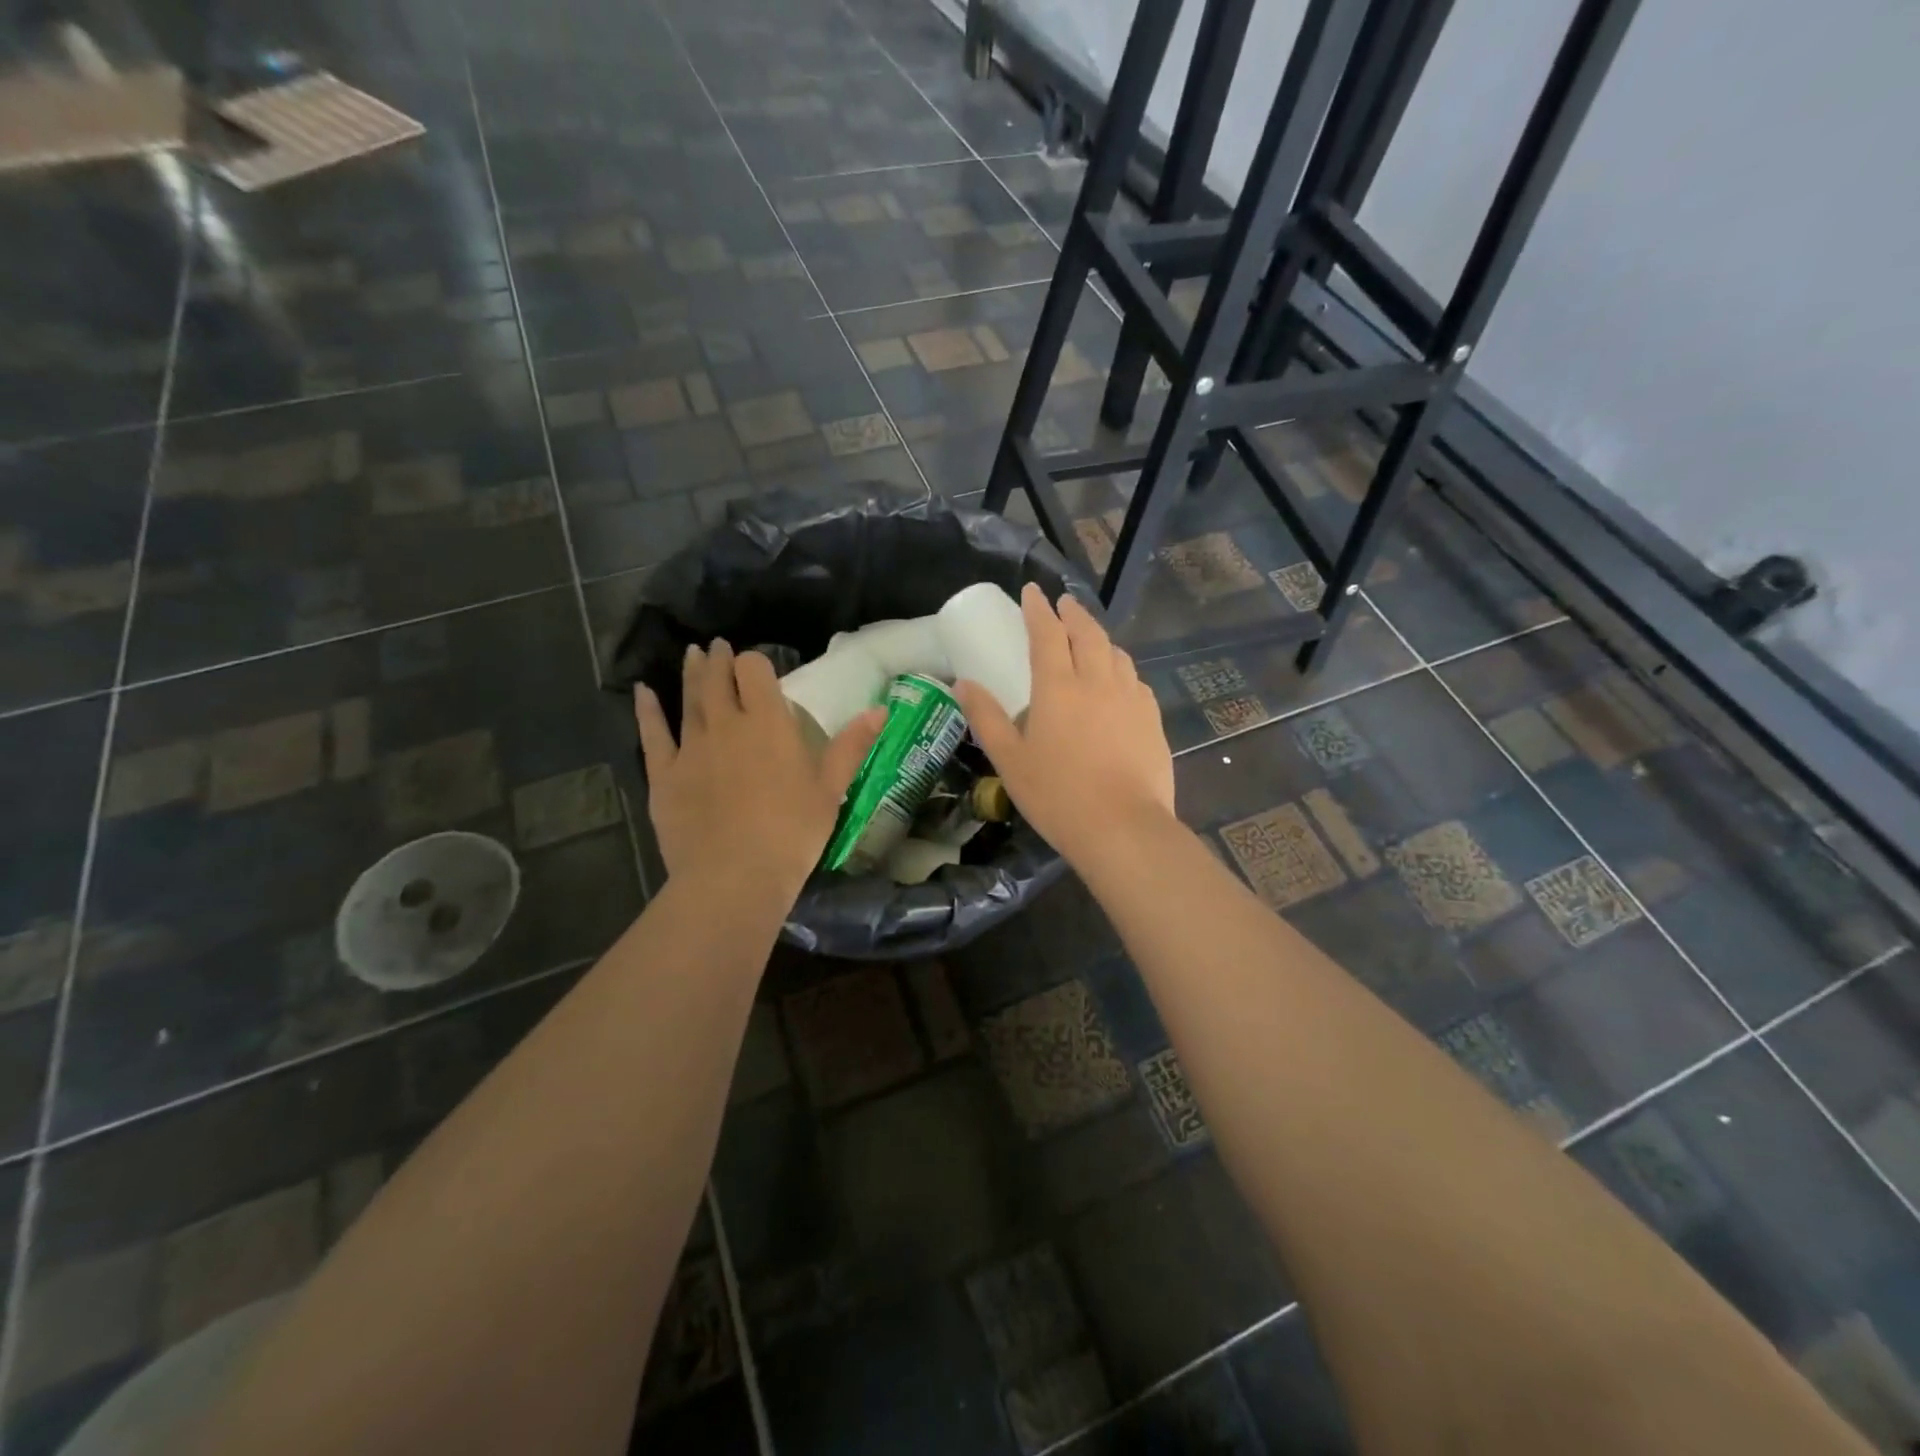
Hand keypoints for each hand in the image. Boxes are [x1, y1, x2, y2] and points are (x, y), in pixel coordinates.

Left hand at [635, 642, 884, 894]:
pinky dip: (648, 710)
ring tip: (691, 654)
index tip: (757, 667)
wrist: (735, 876)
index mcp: (768, 722)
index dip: (754, 663)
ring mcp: (691, 747)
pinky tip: (643, 692)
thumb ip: (852, 745)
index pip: (755, 671)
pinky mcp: (664, 774)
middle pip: (718, 678)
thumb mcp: (831, 789)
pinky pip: (653, 733)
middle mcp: (727, 724)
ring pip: (689, 699)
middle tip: (717, 647)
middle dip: (719, 659)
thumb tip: (880, 709)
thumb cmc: (793, 832)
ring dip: (690, 673)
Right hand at [953, 583, 1174, 866]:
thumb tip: (963, 684)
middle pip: (1087, 634)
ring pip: (1116, 653)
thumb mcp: (1009, 760)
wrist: (1123, 828)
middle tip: (1064, 604)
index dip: (1038, 609)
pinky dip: (1121, 668)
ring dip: (1100, 637)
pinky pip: (1135, 680)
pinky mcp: (1152, 719)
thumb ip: (987, 718)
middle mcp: (1097, 681)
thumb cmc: (1057, 795)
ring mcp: (1130, 698)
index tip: (1032, 591)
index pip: (1046, 633)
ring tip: (1090, 637)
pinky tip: (1119, 680)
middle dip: (1073, 613)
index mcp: (1058, 687)